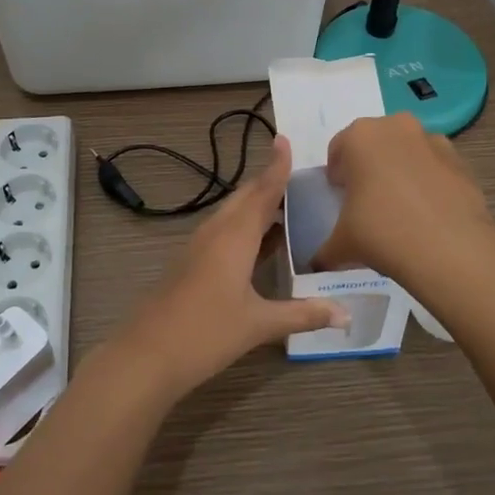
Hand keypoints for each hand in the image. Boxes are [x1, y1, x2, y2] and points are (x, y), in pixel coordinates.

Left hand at [111, 137, 347, 401]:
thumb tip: (346, 314)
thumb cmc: (206, 332)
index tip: (284, 139)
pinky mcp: (191, 263)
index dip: (276, 166)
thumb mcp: (259, 324)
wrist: (147, 354)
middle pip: (246, 197)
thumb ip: (303, 314)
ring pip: (232, 214)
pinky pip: (224, 231)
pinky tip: (260, 243)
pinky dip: (245, 227)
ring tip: (287, 204)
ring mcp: (199, 247)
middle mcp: (216, 232)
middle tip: (298, 174)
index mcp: (235, 236)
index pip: (262, 191)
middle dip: (269, 183)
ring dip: (257, 205)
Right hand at [312, 113, 494, 289]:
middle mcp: (396, 127)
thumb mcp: (342, 244)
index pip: (338, 149)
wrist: (450, 248)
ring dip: (400, 171)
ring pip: (407, 152)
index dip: (337, 175)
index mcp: (360, 136)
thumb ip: (324, 250)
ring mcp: (433, 140)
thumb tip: (315, 265)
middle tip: (367, 201)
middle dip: (368, 167)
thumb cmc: (382, 232)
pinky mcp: (461, 161)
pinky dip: (429, 183)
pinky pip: (434, 168)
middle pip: (374, 144)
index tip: (340, 197)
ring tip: (401, 209)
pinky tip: (427, 214)